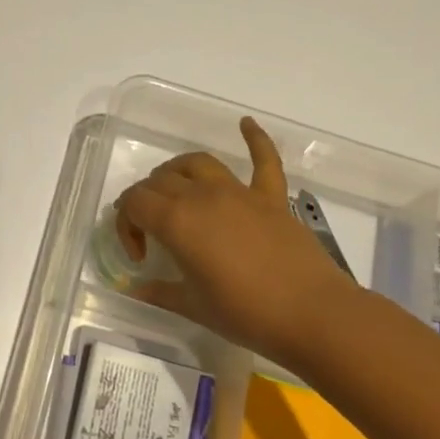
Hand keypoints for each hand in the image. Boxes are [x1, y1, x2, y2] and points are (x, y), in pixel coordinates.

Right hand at [117, 117, 361, 366]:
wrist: (313, 315)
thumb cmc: (246, 315)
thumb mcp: (194, 307)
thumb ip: (159, 292)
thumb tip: (135, 288)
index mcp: (177, 222)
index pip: (134, 203)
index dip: (126, 225)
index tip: (139, 255)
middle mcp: (202, 196)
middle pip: (160, 180)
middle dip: (146, 201)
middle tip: (153, 231)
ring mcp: (239, 192)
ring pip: (196, 163)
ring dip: (178, 171)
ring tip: (175, 190)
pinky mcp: (272, 197)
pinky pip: (264, 159)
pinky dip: (255, 138)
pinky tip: (245, 123)